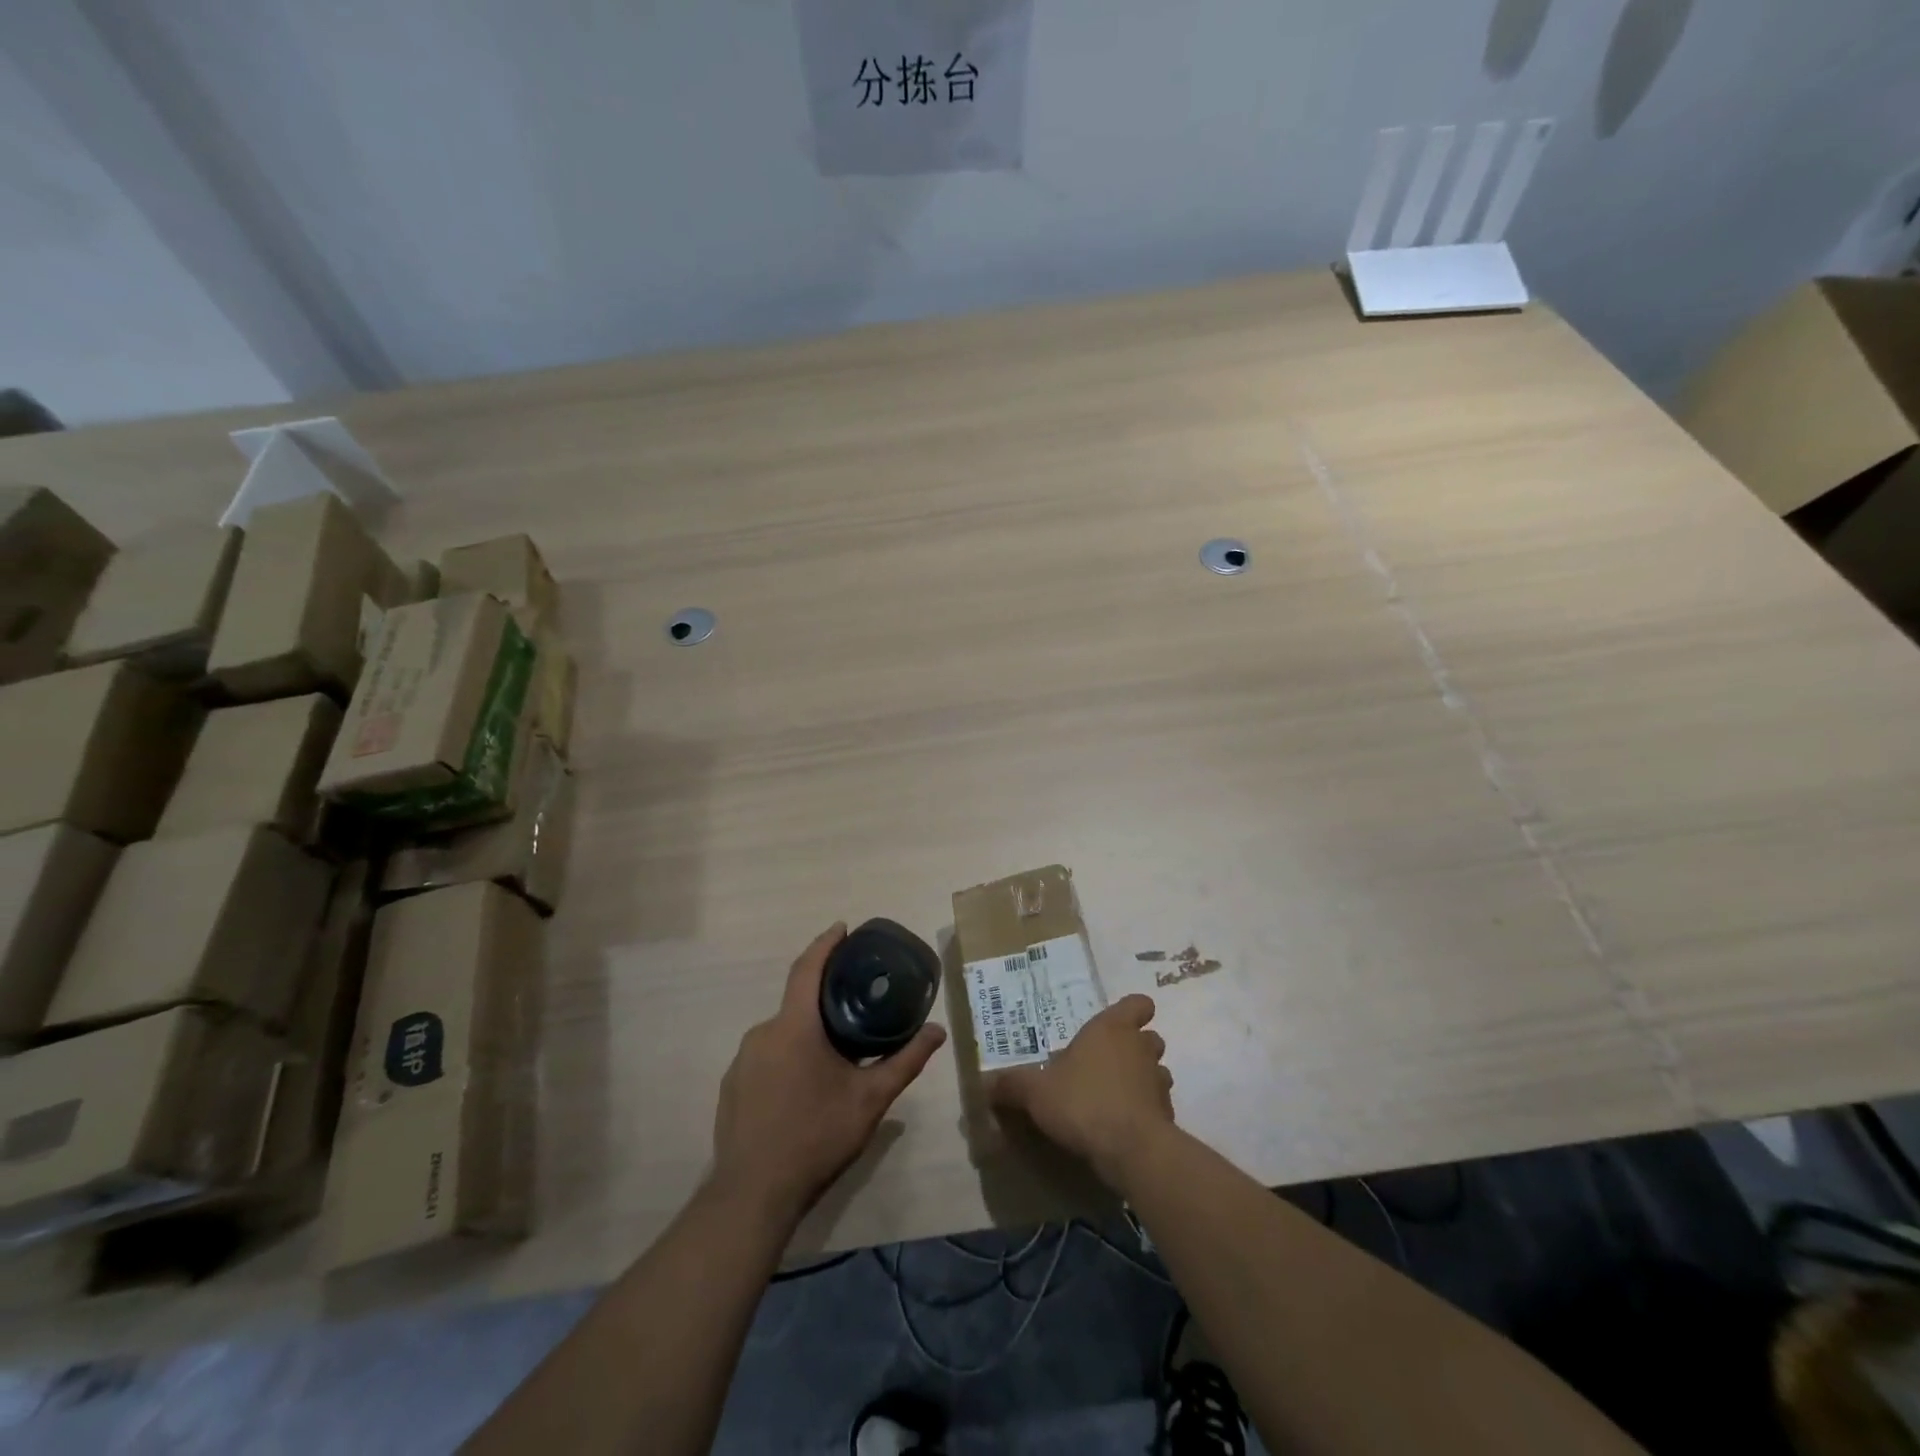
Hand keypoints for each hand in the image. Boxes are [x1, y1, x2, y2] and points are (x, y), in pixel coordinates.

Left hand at [711, 923, 946, 1225]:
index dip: (826, 944)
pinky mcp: (732, 1086)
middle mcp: (763, 1033)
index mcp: (794, 1026)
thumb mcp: (870, 1099)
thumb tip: (938, 1032)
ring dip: (807, 1033)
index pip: (807, 968)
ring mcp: (742, 1060)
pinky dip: (788, 1056)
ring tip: (835, 1053)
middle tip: (856, 1006)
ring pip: (782, 1032)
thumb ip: (906, 1061)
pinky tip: (804, 1086)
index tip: (843, 928)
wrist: (753, 1195)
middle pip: (797, 1002)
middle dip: (825, 999)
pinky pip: (765, 1056)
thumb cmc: (816, 1137)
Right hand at [988, 993, 1173, 1190]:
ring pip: (1158, 1071)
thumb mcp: (1035, 1092)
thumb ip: (1011, 1085)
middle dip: (1135, 1047)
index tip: (1120, 1022)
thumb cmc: (1082, 1102)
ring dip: (1144, 1080)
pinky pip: (1158, 1106)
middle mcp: (1139, 1048)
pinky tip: (1125, 1126)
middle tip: (1108, 1063)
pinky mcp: (1167, 1116)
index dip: (1133, 1010)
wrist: (1131, 1150)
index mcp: (1111, 1029)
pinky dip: (1147, 1112)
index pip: (1138, 1004)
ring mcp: (1158, 1082)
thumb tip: (984, 1083)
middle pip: (1150, 1038)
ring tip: (1117, 1096)